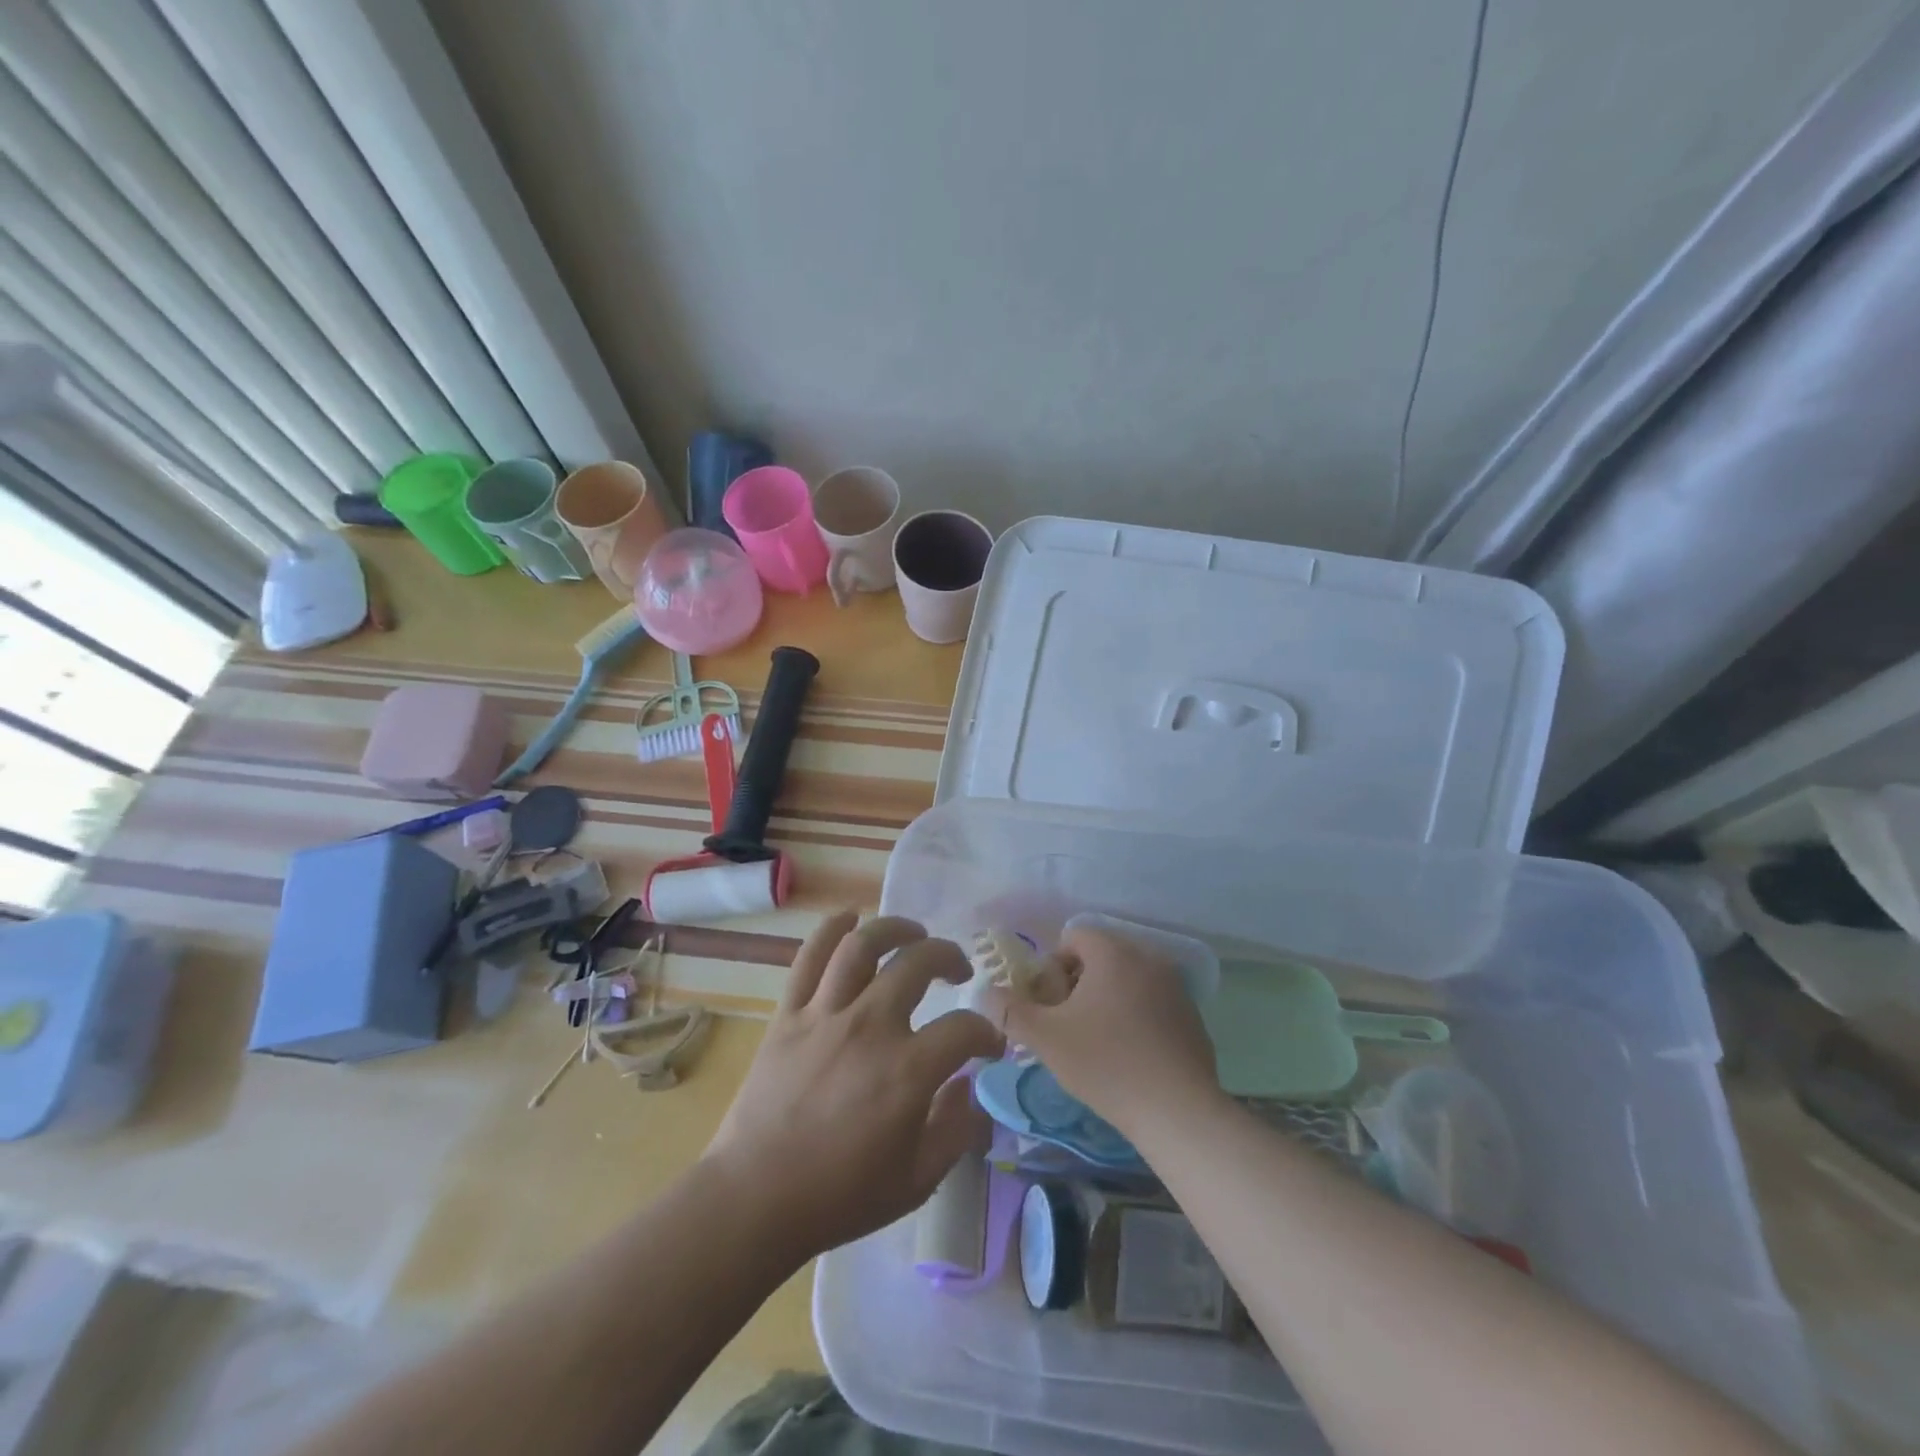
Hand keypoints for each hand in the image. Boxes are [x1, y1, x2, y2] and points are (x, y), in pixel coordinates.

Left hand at [704, 911, 1002, 1264]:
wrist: (755, 1200)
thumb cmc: (840, 1195)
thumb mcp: (917, 1181)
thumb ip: (956, 1131)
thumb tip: (972, 1088)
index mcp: (906, 1071)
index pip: (964, 1030)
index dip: (986, 1033)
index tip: (989, 1046)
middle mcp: (870, 1027)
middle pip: (918, 963)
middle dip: (949, 958)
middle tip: (958, 971)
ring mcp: (825, 1014)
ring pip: (864, 944)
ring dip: (896, 928)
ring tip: (913, 934)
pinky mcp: (789, 1013)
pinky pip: (809, 957)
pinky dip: (831, 929)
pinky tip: (850, 918)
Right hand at [992, 924, 1220, 1138]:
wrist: (1177, 1111)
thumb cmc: (1105, 1064)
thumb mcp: (1045, 1038)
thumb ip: (1010, 1011)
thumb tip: (985, 993)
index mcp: (1113, 953)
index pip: (1074, 936)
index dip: (1053, 966)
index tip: (1050, 1005)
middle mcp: (1148, 958)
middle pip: (1102, 957)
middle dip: (1079, 984)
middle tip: (1067, 1025)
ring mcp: (1176, 987)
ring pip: (1128, 980)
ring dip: (1108, 1000)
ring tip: (1097, 1043)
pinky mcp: (1192, 1017)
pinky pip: (1153, 1004)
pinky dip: (1137, 1018)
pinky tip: (1131, 1057)